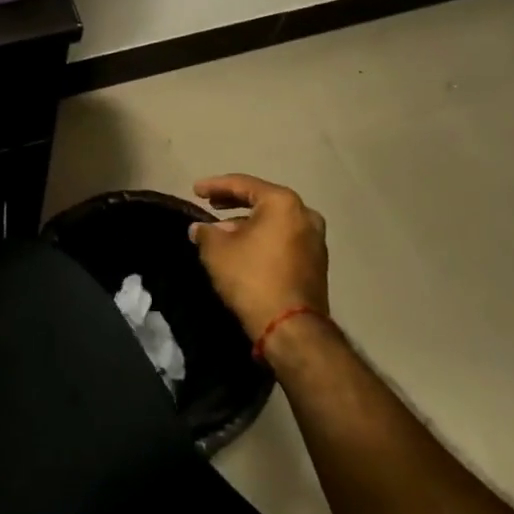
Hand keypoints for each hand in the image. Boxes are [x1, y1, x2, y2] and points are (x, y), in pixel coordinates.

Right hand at [190, 175, 330, 344]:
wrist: (291, 328)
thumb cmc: (252, 278)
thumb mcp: (217, 252)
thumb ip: (206, 232)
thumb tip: (199, 228)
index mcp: (283, 203)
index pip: (243, 185)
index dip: (215, 186)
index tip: (196, 190)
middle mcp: (305, 215)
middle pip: (262, 201)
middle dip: (233, 204)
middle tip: (211, 205)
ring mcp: (315, 240)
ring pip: (275, 222)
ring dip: (248, 224)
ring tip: (223, 233)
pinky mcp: (317, 264)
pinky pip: (284, 240)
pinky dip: (264, 239)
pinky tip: (244, 250)